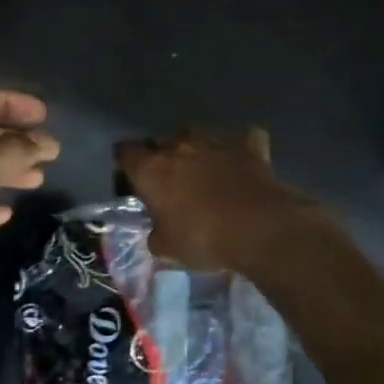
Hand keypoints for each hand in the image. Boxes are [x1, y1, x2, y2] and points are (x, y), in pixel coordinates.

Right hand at [114, 128, 321, 272]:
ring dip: (196, 149)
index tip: (132, 181)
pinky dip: (239, 147)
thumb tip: (157, 232)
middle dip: (161, 157)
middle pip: (160, 141)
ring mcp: (215, 141)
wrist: (259, 227)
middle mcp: (179, 146)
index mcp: (151, 169)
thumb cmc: (202, 238)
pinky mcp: (248, 145)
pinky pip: (240, 138)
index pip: (125, 152)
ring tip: (203, 169)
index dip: (126, 165)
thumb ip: (156, 235)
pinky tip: (242, 160)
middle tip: (169, 182)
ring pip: (196, 134)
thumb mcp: (167, 249)